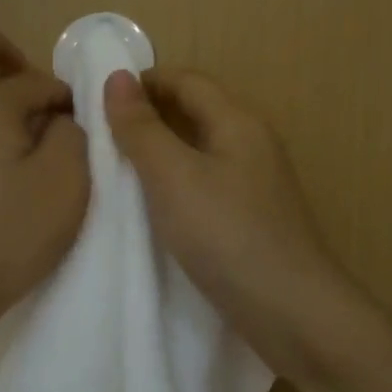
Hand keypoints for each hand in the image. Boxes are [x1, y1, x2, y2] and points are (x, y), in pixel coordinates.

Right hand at [104, 67, 345, 367]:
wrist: (293, 313)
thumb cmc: (227, 235)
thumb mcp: (173, 177)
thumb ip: (142, 129)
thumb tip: (117, 78)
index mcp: (238, 122)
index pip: (187, 80)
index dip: (144, 81)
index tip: (98, 98)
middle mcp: (252, 145)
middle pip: (196, 111)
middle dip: (149, 115)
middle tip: (100, 133)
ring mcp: (256, 185)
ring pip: (200, 150)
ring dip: (160, 151)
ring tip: (117, 168)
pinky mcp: (252, 220)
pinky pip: (206, 184)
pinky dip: (175, 183)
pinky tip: (154, 207)